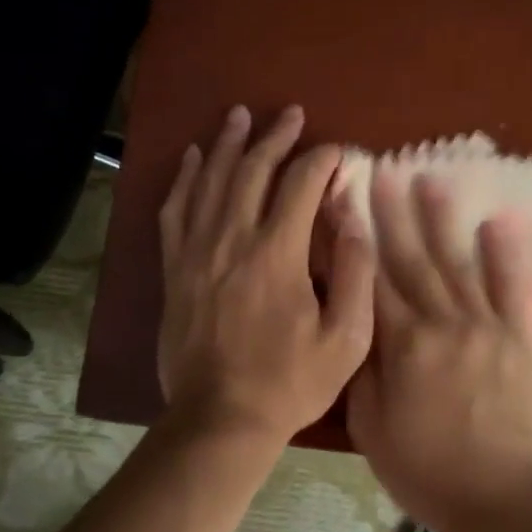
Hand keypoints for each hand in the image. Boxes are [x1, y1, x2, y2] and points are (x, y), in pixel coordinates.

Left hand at [157, 104, 375, 444]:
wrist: (220, 418)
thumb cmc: (289, 383)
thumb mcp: (345, 339)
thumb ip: (355, 275)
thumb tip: (354, 221)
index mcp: (277, 254)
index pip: (301, 185)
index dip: (322, 160)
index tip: (338, 151)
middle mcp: (233, 240)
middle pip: (252, 171)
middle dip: (274, 137)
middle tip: (290, 114)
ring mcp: (197, 252)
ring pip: (210, 181)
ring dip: (227, 144)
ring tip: (239, 115)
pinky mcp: (175, 270)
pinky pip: (175, 211)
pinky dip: (185, 179)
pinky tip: (193, 158)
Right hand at [348, 173, 531, 531]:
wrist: (500, 499)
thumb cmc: (425, 469)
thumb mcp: (371, 426)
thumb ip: (362, 369)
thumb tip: (354, 321)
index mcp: (404, 344)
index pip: (372, 279)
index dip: (356, 239)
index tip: (344, 204)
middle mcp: (445, 322)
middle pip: (414, 259)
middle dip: (394, 214)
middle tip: (384, 172)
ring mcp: (489, 326)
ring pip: (461, 263)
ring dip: (443, 220)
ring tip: (430, 179)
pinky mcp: (523, 339)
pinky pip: (517, 288)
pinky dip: (509, 254)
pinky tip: (500, 222)